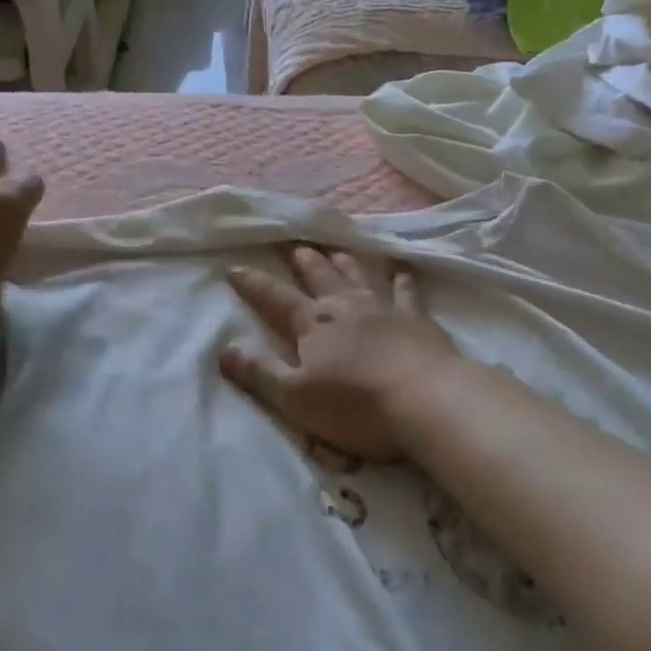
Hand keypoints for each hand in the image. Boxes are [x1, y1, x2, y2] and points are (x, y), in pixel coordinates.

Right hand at [219, 246, 459, 461]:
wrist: (426, 400)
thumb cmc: (355, 405)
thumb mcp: (295, 399)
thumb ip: (259, 374)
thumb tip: (224, 351)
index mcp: (312, 324)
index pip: (274, 298)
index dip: (252, 285)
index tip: (234, 268)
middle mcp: (345, 306)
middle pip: (319, 276)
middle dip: (302, 261)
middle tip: (292, 246)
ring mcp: (384, 308)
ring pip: (358, 275)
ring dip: (343, 261)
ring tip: (334, 249)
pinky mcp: (417, 319)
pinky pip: (407, 291)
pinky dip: (402, 279)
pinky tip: (402, 271)